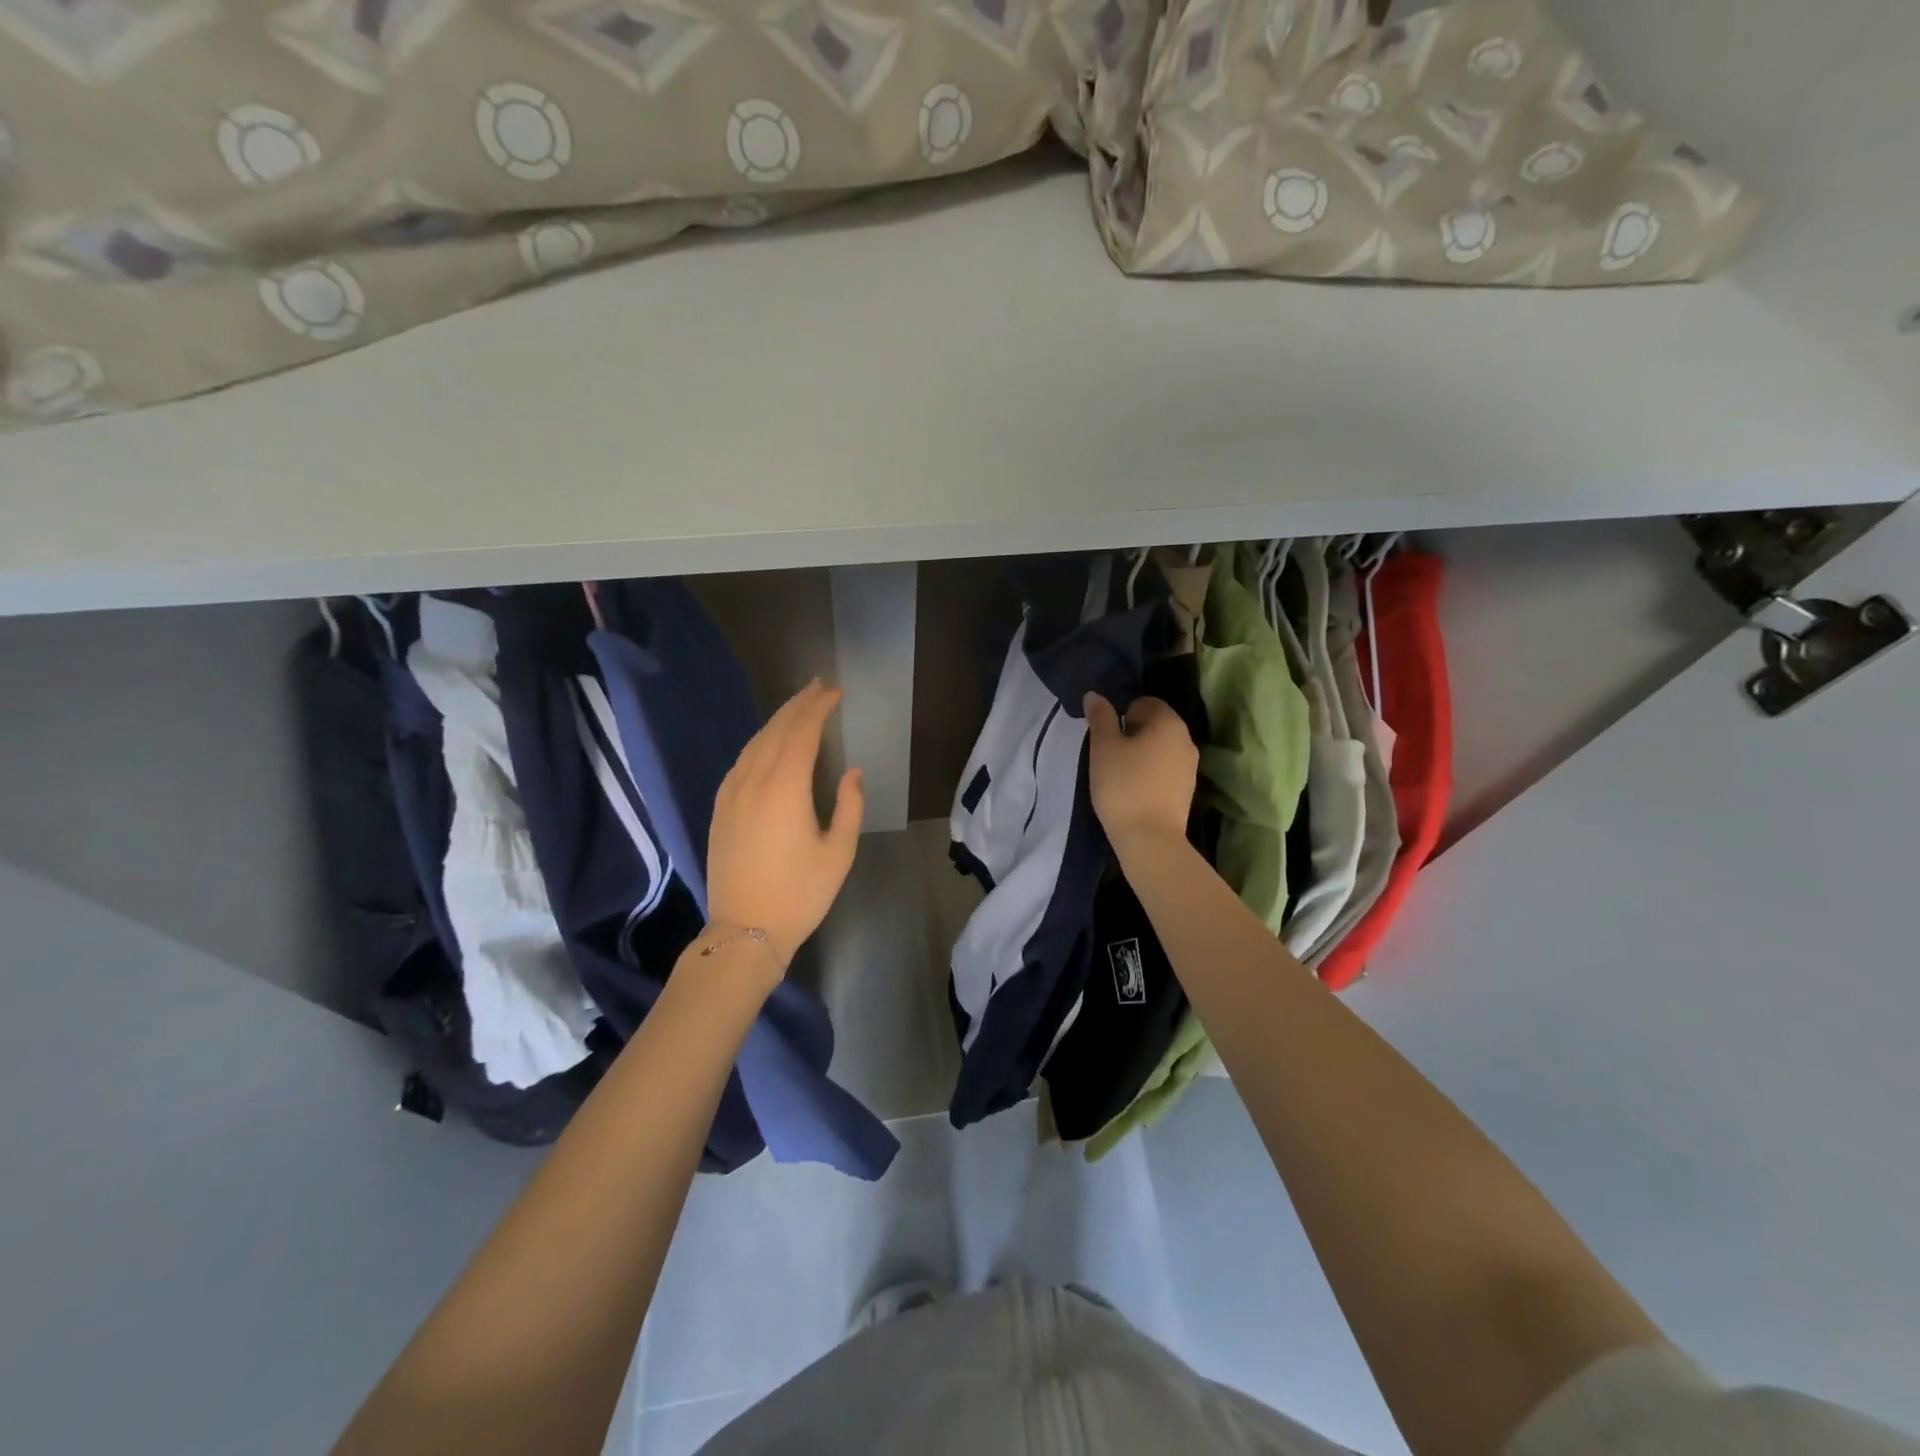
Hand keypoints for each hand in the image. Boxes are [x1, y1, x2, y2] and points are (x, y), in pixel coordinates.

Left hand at [706, 680, 864, 977]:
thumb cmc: (800, 893)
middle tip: (819, 686)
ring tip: (798, 707)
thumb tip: (852, 771)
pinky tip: (769, 744)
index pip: (802, 732)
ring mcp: (731, 794)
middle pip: (776, 730)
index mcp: (785, 788)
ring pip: (754, 743)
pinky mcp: (720, 808)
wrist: (744, 930)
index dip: (819, 708)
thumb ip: (849, 805)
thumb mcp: (839, 852)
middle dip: (798, 705)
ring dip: (778, 721)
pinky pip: (740, 762)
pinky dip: (759, 743)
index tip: (836, 691)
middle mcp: (753, 781)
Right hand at [1084, 693, 1197, 849]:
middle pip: (1154, 724)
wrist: (1149, 838)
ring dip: (1141, 754)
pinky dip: (1150, 772)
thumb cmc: (1123, 785)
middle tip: (1109, 755)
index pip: (1143, 702)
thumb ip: (1100, 717)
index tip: (1106, 738)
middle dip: (1131, 734)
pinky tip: (1134, 790)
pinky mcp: (1187, 789)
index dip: (1121, 716)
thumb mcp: (1103, 747)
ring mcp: (1190, 766)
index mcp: (1168, 722)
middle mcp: (1186, 738)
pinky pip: (1165, 769)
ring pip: (1160, 748)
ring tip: (1119, 774)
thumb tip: (1095, 695)